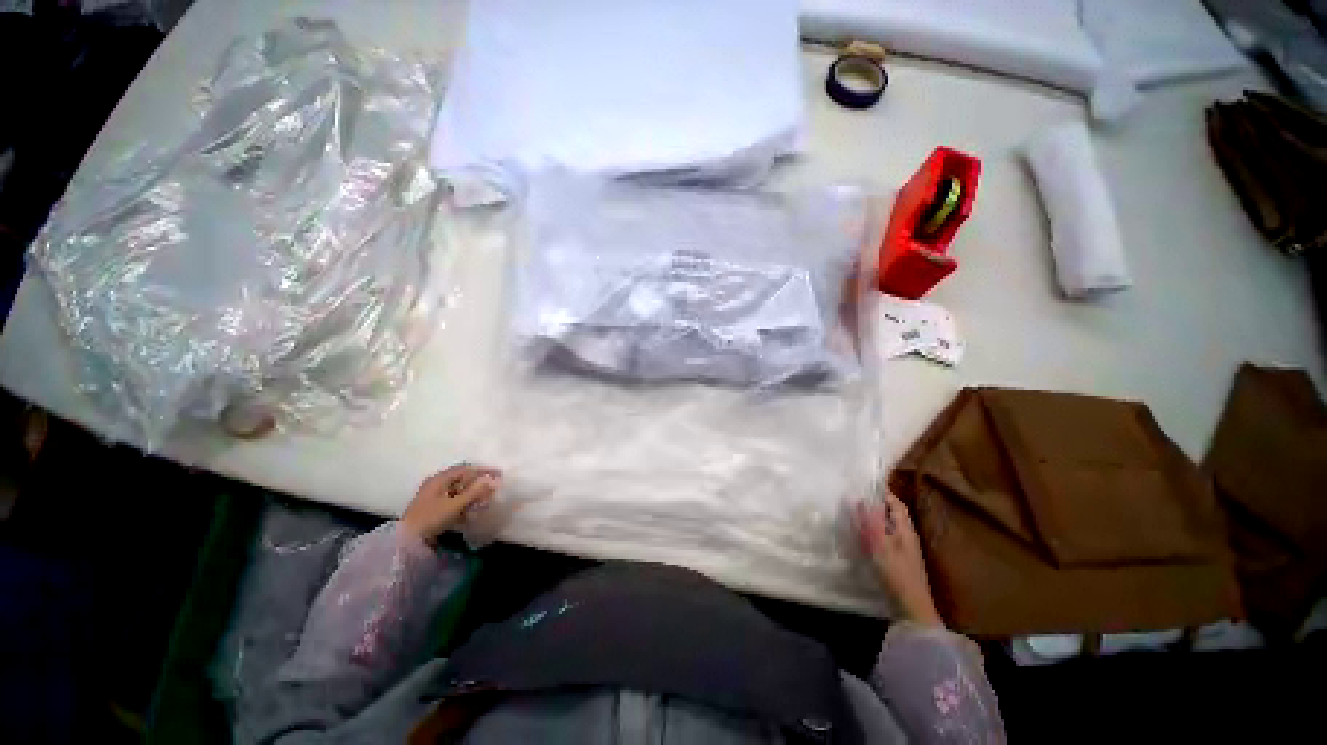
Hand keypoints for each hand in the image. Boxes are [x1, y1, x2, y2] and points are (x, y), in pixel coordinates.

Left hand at [401, 463, 501, 545]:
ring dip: (472, 497)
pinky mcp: (433, 509)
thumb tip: (493, 480)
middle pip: (463, 479)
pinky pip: (453, 502)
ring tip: (483, 505)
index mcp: (440, 479)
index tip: (499, 474)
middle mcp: (436, 484)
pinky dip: (464, 506)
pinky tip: (470, 515)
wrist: (406, 541)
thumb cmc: (431, 518)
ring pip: (459, 492)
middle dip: (479, 485)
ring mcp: (434, 497)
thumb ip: (475, 491)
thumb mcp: (455, 505)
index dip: (483, 470)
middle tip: (492, 491)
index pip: (466, 469)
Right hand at [854, 490, 943, 626]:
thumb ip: (868, 521)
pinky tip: (864, 538)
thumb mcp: (880, 545)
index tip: (869, 485)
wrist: (913, 606)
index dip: (885, 493)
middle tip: (858, 498)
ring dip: (875, 519)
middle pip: (893, 515)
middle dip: (878, 505)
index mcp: (906, 530)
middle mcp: (907, 537)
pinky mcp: (900, 561)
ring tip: (857, 515)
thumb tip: (858, 499)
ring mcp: (905, 550)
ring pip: (889, 527)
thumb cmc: (897, 572)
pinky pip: (886, 539)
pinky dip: (875, 533)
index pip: (897, 505)